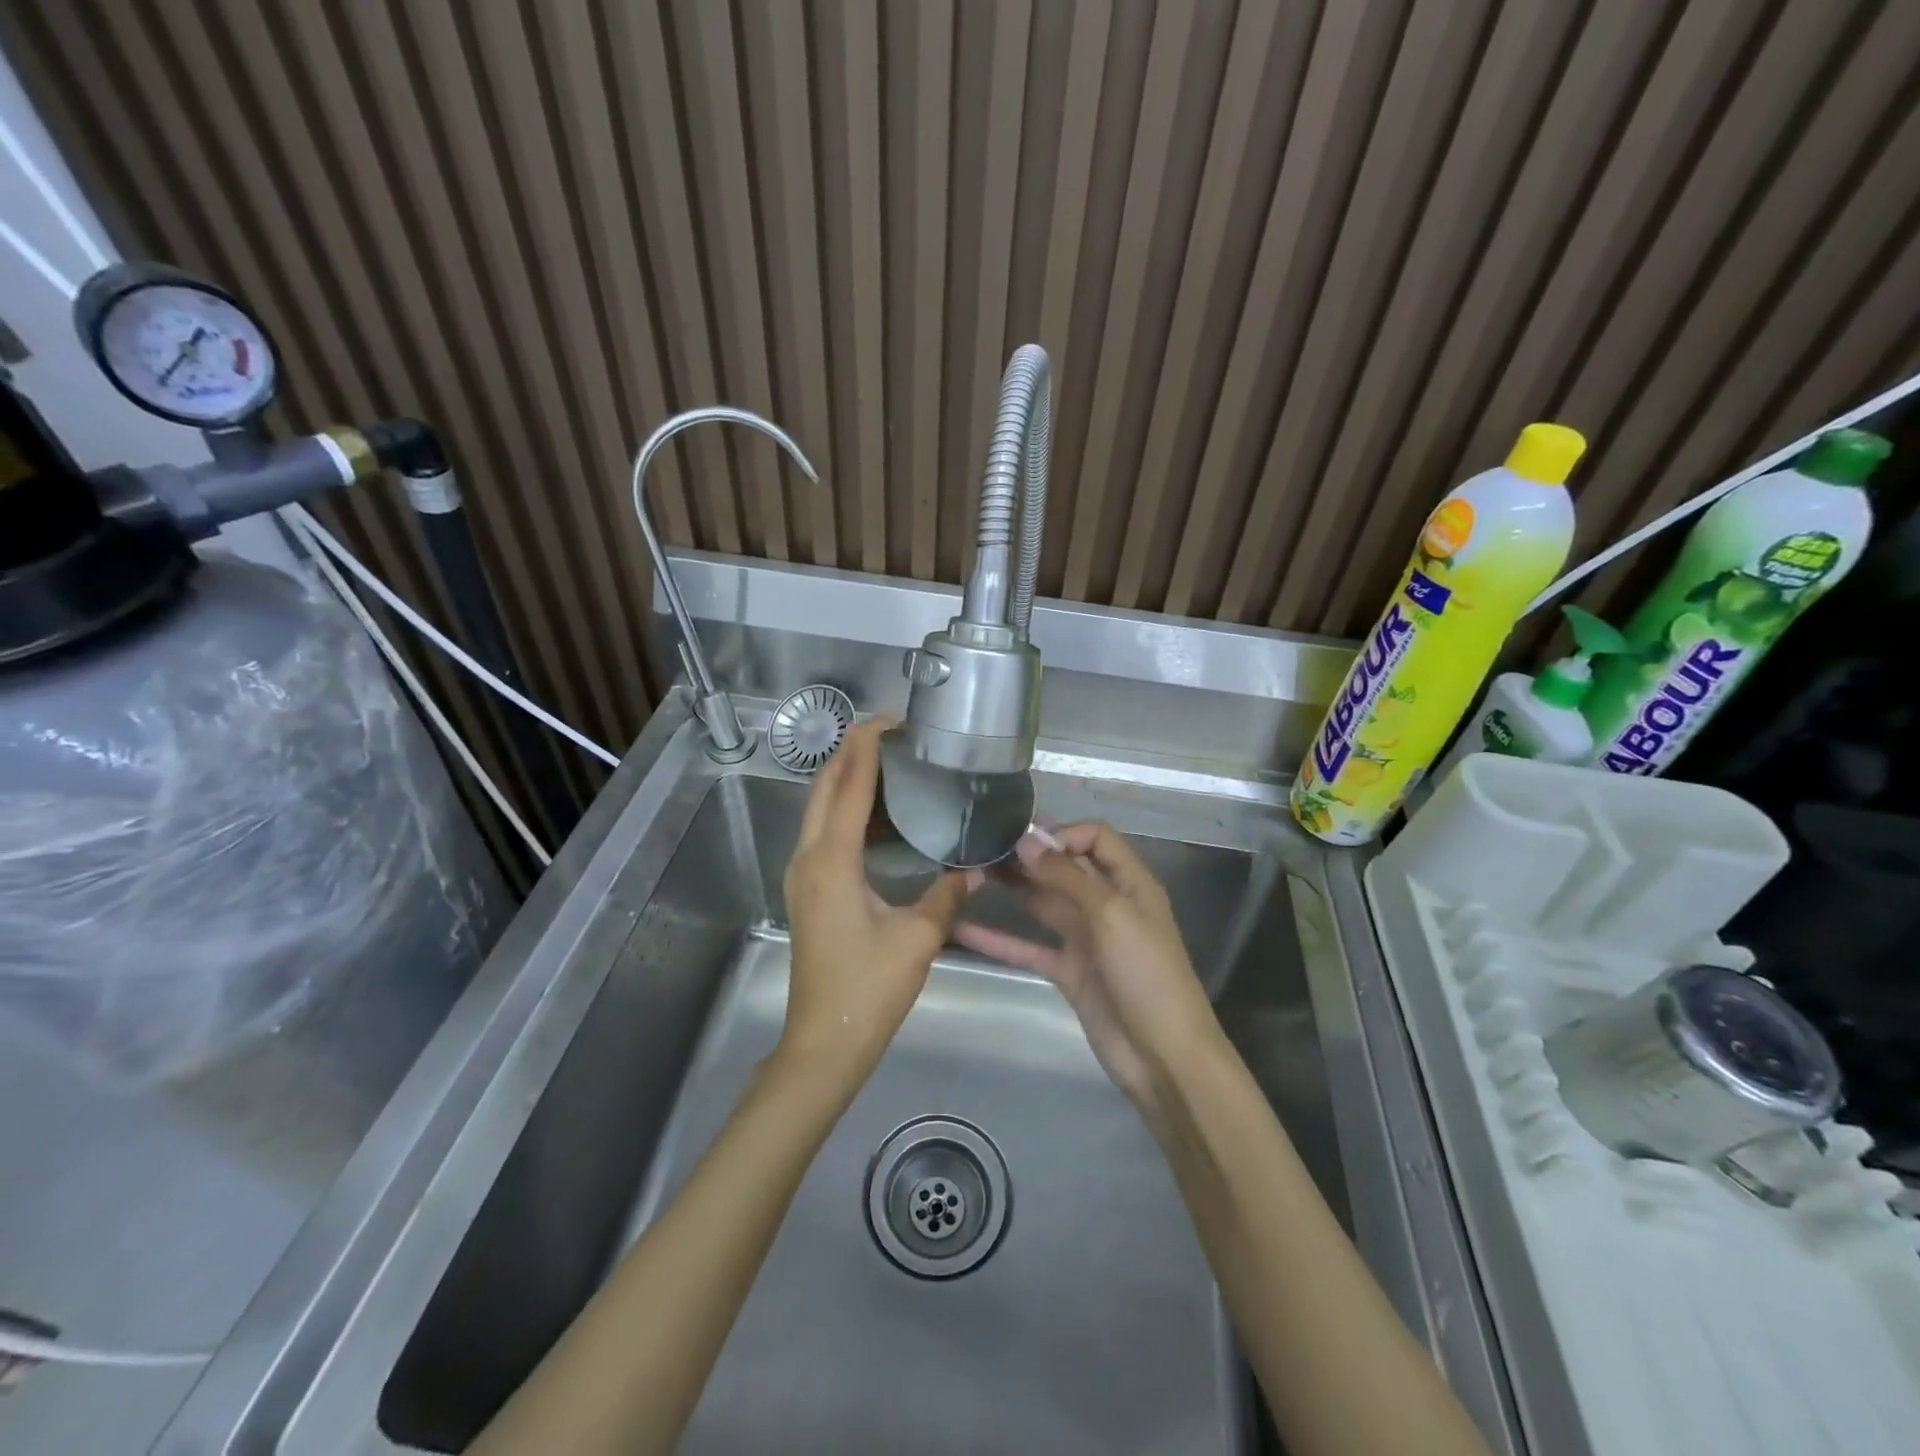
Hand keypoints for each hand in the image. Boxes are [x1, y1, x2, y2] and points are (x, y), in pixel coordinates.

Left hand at [779, 718, 980, 1088]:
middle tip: (895, 734)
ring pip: (819, 809)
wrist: (823, 1043)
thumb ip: (947, 895)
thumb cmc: (868, 989)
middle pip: (825, 787)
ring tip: (891, 763)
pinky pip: (823, 833)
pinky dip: (846, 810)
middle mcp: (808, 858)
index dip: (867, 746)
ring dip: (848, 779)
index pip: (847, 786)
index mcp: (831, 860)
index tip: (893, 719)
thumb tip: (975, 869)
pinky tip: (879, 815)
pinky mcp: (808, 891)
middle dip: (853, 753)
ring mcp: (802, 875)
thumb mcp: (917, 939)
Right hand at [952, 823, 1222, 1129]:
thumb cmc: (1146, 974)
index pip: (1095, 838)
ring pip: (1044, 903)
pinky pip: (1029, 947)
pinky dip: (999, 939)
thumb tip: (1026, 840)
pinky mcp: (1068, 970)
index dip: (1062, 833)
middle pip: (1065, 868)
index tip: (1024, 842)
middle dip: (1029, 857)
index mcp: (1129, 883)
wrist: (1163, 1056)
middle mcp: (1107, 903)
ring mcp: (1086, 938)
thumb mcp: (1112, 915)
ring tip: (969, 874)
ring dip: (1013, 889)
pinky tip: (963, 930)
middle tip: (983, 849)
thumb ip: (1068, 876)